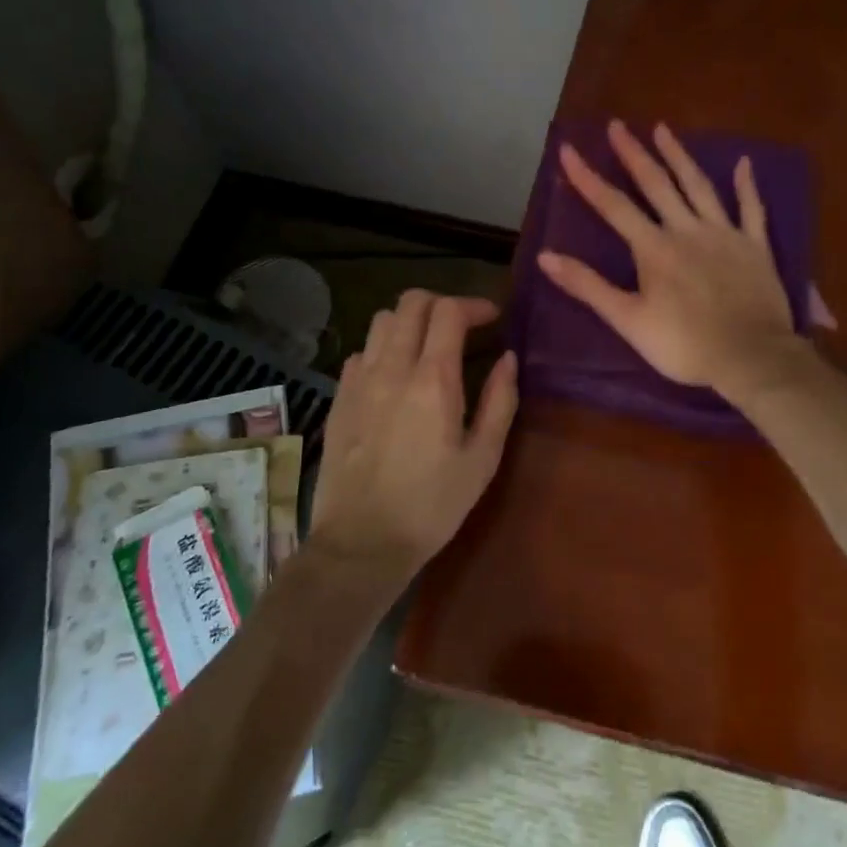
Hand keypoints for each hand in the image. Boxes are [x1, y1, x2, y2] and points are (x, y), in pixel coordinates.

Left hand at [308, 290, 518, 575]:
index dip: (474, 305)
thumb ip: (499, 401)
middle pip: (411, 303)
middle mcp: (391, 368)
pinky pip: (360, 352)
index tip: (492, 319)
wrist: (361, 543)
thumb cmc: (432, 505)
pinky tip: (394, 377)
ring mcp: (358, 381)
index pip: (448, 311)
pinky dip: (382, 349)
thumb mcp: (482, 459)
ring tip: (427, 347)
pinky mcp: (339, 399)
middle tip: (462, 327)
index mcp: (432, 380)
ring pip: (381, 321)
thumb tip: (508, 359)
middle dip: (442, 304)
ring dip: (409, 322)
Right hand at [538, 120, 807, 399]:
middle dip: (633, 153)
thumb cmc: (683, 345)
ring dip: (679, 156)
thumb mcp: (627, 320)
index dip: (588, 178)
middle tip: (617, 125)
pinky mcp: (755, 247)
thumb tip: (545, 257)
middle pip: (656, 184)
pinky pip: (752, 209)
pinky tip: (744, 163)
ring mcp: (724, 234)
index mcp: (654, 248)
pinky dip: (747, 186)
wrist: (750, 357)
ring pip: (699, 186)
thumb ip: (588, 286)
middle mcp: (687, 230)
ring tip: (663, 129)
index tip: (568, 149)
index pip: (613, 206)